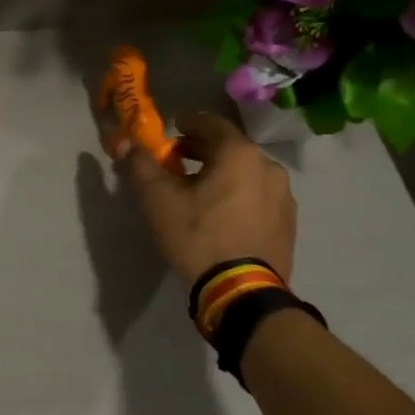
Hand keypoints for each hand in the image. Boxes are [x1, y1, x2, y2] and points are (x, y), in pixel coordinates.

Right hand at [109, 110, 297, 286]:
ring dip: (222, 173)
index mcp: (239, 154)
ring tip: (199, 189)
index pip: (212, 124)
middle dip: (202, 150)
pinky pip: (258, 196)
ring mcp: (283, 196)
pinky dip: (238, 194)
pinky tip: (222, 213)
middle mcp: (268, 167)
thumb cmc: (198, 236)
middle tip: (178, 159)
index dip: (189, 122)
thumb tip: (126, 144)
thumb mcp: (158, 200)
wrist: (242, 291)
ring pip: (246, 173)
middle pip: (230, 148)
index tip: (173, 127)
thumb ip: (140, 166)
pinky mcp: (288, 223)